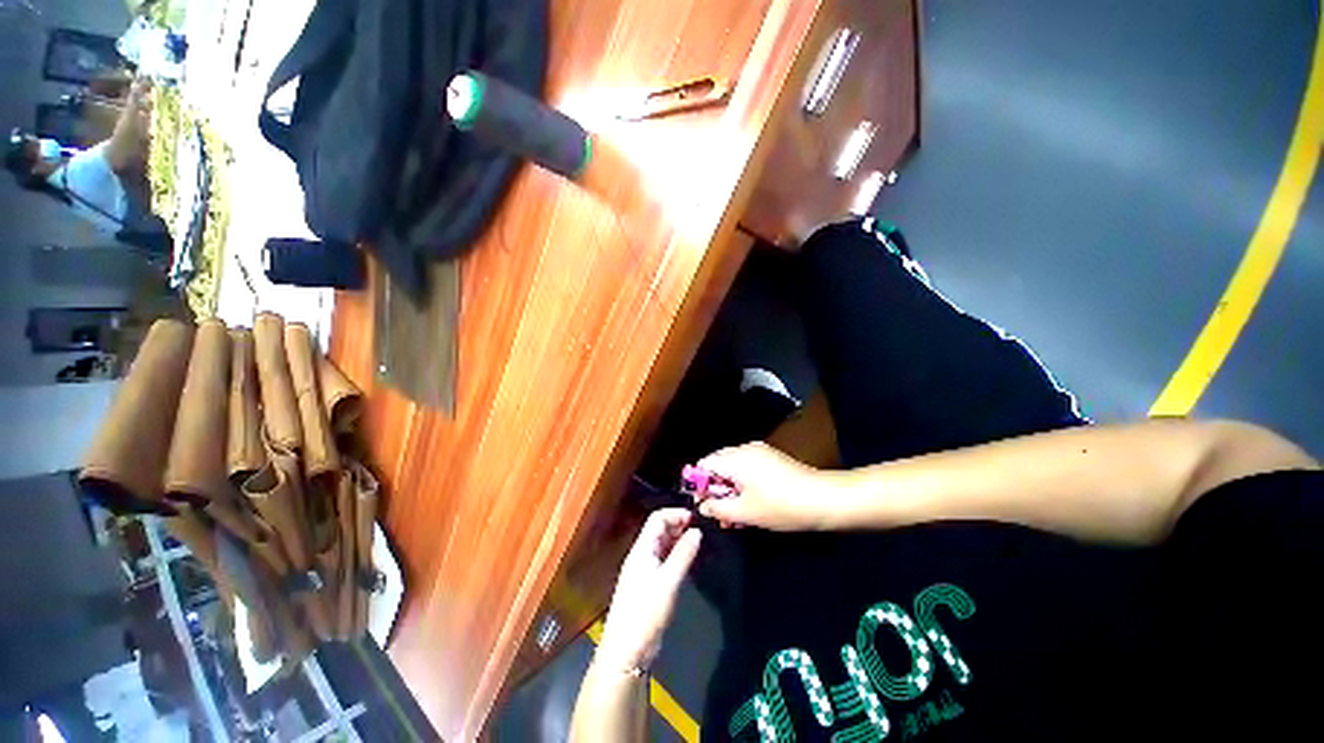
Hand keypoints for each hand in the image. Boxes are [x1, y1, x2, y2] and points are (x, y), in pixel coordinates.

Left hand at [596, 509, 701, 673]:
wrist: (626, 652)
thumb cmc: (645, 613)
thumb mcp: (668, 582)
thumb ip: (683, 555)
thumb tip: (697, 531)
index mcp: (641, 550)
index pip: (656, 519)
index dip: (675, 515)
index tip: (696, 519)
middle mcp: (641, 556)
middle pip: (658, 531)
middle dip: (678, 526)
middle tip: (700, 531)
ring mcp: (643, 571)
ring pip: (661, 546)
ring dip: (677, 541)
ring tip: (698, 544)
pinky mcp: (647, 586)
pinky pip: (662, 561)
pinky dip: (675, 556)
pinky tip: (688, 562)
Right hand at [695, 442, 839, 531]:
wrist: (822, 498)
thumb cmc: (781, 506)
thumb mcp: (745, 513)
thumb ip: (718, 509)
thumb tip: (703, 506)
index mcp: (734, 459)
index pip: (704, 464)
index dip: (699, 484)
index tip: (705, 504)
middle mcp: (744, 449)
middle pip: (717, 463)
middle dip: (715, 487)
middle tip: (720, 511)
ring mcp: (759, 451)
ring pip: (732, 466)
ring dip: (729, 486)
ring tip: (736, 511)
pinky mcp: (771, 457)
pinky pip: (747, 466)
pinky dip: (743, 482)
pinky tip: (751, 501)